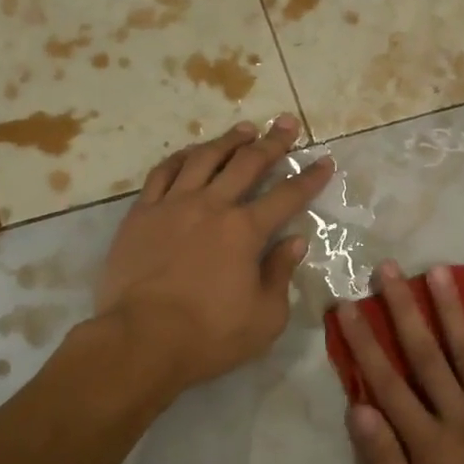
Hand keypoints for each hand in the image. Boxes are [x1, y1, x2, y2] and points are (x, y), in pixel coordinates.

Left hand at [96, 115, 334, 392]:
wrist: (139, 340)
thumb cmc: (208, 336)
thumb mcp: (264, 318)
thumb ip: (280, 274)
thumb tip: (294, 241)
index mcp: (245, 231)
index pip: (286, 196)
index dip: (309, 178)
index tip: (324, 161)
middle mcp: (211, 206)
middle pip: (247, 163)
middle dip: (273, 142)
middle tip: (286, 123)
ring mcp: (172, 205)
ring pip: (204, 158)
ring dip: (228, 141)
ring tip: (244, 129)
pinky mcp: (141, 214)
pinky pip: (163, 173)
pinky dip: (181, 157)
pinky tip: (191, 152)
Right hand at [339, 263, 463, 463]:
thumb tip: (359, 409)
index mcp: (429, 446)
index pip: (386, 383)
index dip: (364, 342)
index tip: (348, 306)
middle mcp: (463, 421)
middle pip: (427, 356)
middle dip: (404, 310)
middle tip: (389, 269)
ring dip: (452, 312)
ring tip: (438, 272)